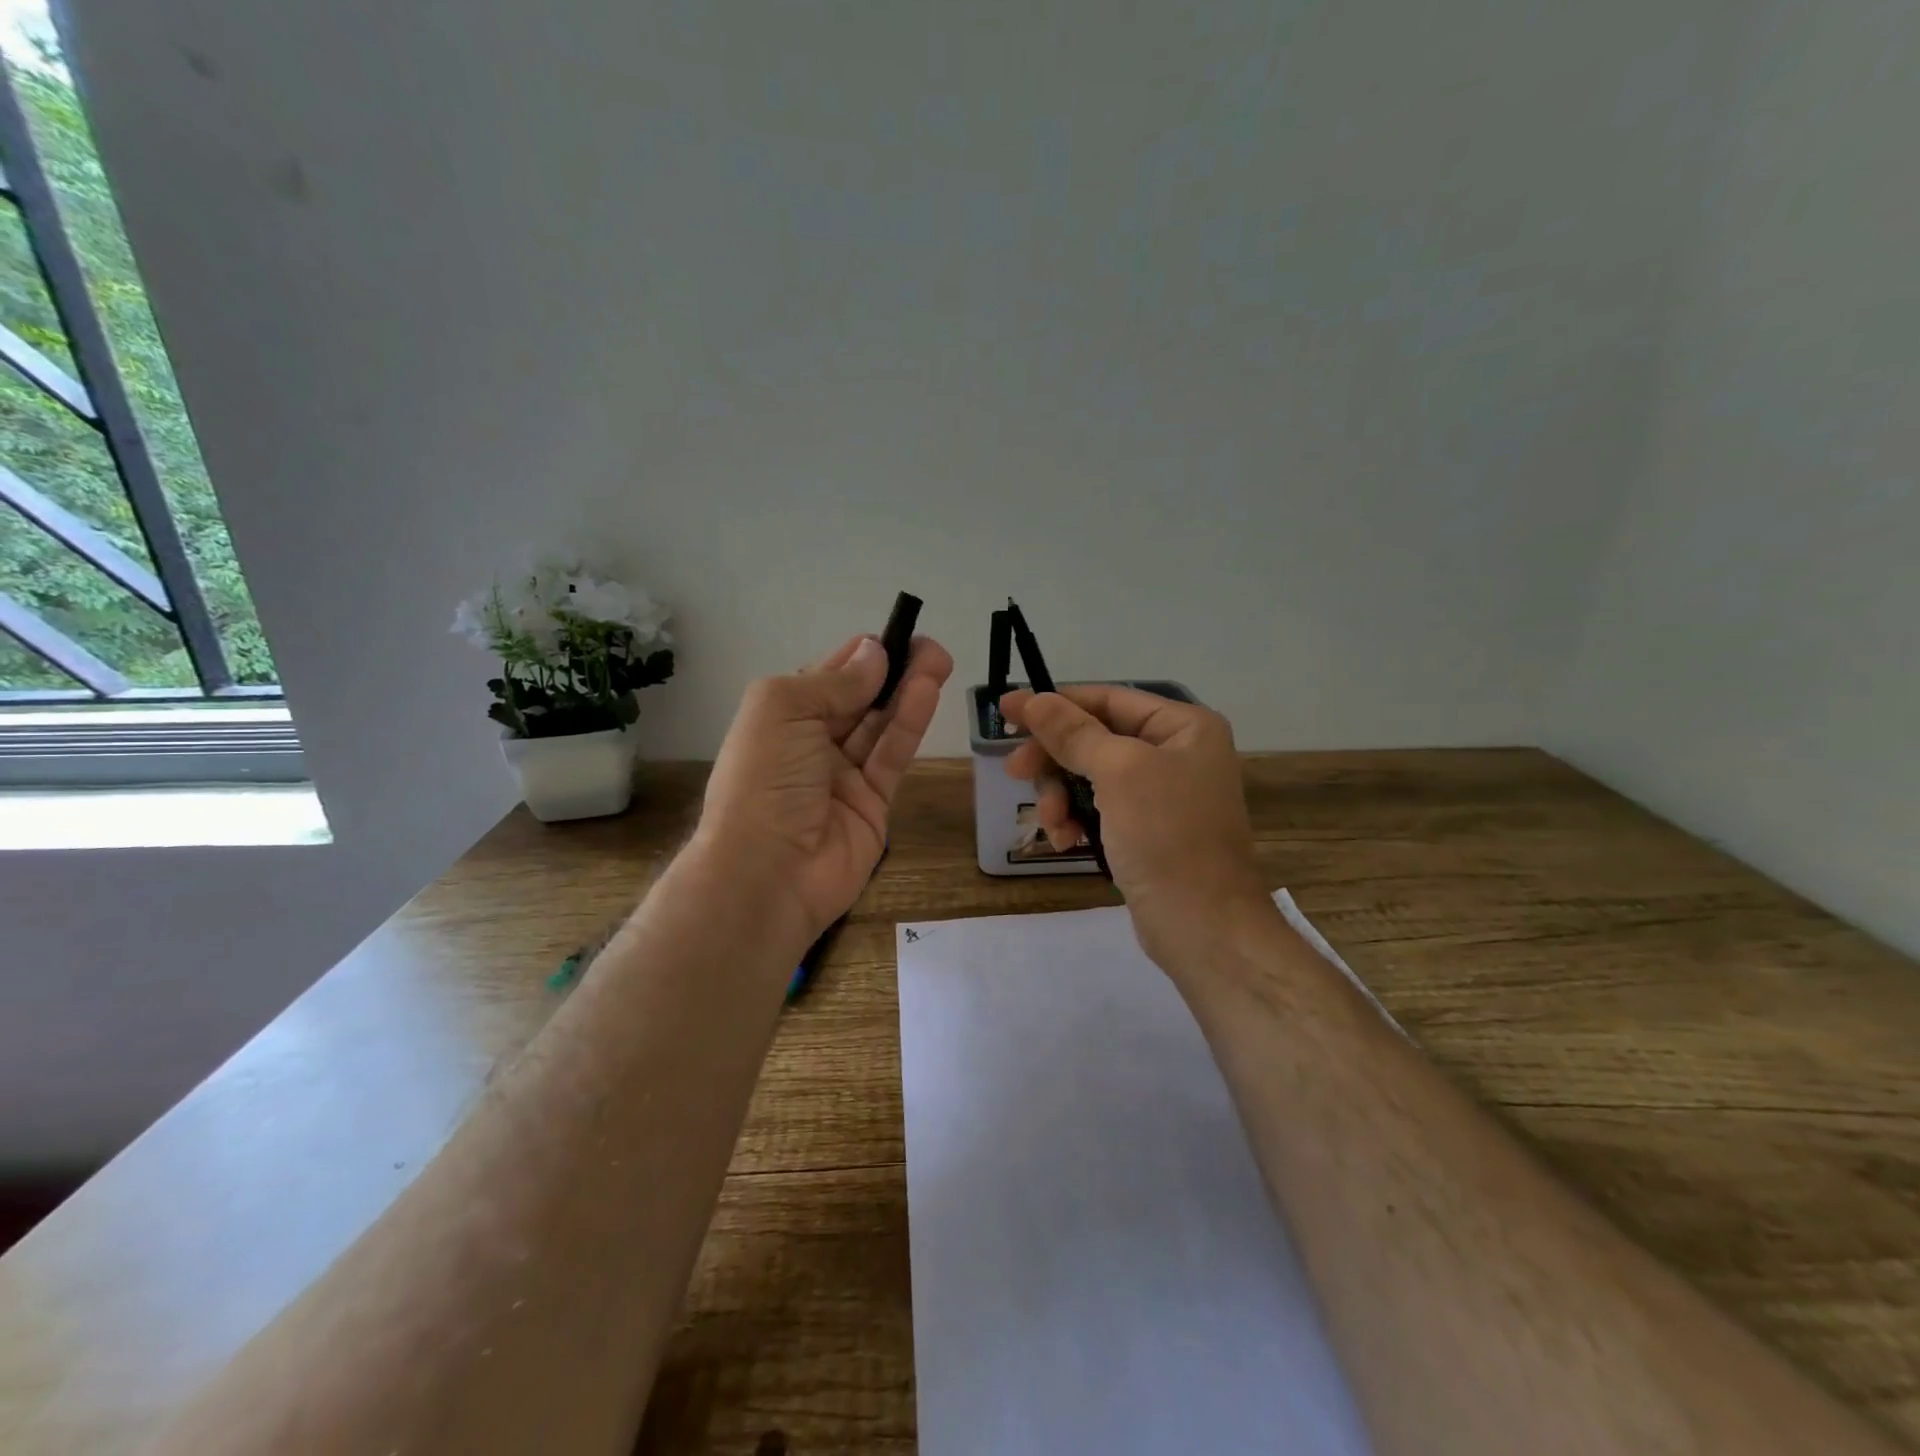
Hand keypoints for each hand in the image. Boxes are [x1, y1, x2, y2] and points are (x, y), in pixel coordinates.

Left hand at [698, 633, 953, 944]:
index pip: (828, 677)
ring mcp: (844, 776)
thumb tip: (874, 652)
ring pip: (881, 725)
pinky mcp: (874, 803)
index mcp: (782, 718)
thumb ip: (834, 681)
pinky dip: (909, 724)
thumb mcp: (783, 711)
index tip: (898, 635)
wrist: (767, 874)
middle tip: (931, 647)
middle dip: (892, 670)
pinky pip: (893, 757)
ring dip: (908, 691)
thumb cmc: (764, 781)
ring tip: (940, 661)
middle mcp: (812, 743)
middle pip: (860, 699)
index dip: (861, 656)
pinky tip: (927, 693)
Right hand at [1000, 685, 1270, 967]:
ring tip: (1052, 824)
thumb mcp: (1118, 773)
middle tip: (1016, 773)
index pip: (1107, 698)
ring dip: (1061, 797)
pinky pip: (1100, 809)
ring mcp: (1162, 794)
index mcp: (1183, 726)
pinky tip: (1066, 842)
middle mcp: (1176, 752)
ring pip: (1090, 777)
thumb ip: (1072, 732)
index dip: (1055, 704)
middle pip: (1095, 738)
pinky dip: (1077, 820)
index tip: (1006, 711)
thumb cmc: (1167, 836)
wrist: (1204, 928)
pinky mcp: (1147, 830)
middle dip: (1055, 760)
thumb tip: (1029, 698)